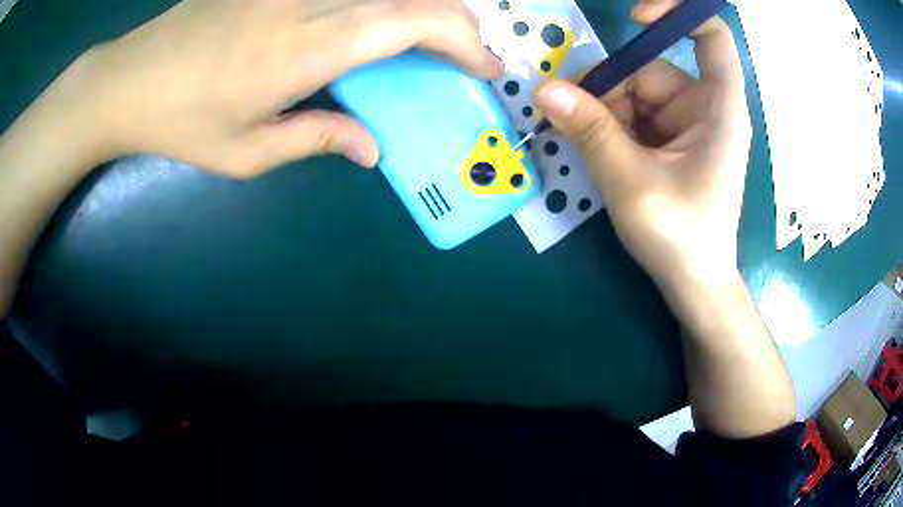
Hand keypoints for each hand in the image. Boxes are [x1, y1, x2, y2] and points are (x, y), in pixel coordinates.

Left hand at [59, 0, 501, 176]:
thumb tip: (371, 149)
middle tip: (467, 52)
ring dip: (420, 7)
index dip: (463, 40)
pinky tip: (374, 18)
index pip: (412, 22)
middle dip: (456, 21)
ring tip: (431, 36)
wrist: (129, 79)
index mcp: (306, 47)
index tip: (486, 66)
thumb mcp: (246, 153)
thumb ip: (316, 140)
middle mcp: (309, 0)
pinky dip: (378, 2)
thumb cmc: (181, 122)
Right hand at [535, 1, 750, 291]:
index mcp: (718, 108)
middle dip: (607, 88)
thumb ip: (590, 131)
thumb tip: (545, 89)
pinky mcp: (669, 141)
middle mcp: (703, 107)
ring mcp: (684, 124)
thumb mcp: (631, 182)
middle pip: (649, 69)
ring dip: (602, 113)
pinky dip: (608, 127)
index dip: (674, 13)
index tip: (633, 20)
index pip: (710, 36)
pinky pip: (632, 116)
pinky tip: (594, 152)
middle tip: (566, 114)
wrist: (693, 284)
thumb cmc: (680, 237)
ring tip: (578, 143)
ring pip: (634, 94)